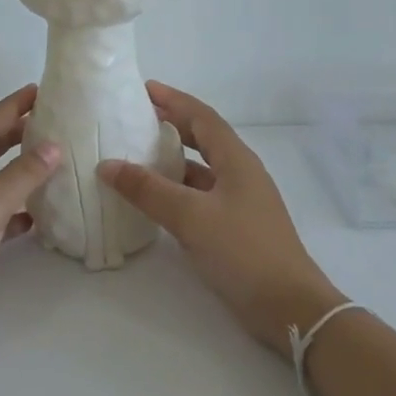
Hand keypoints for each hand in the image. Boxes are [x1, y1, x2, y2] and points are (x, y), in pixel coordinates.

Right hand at [98, 82, 343, 357]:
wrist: (288, 306)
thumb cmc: (243, 251)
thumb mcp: (191, 216)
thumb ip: (148, 190)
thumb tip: (108, 165)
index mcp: (236, 160)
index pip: (202, 117)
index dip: (173, 100)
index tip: (143, 89)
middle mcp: (240, 173)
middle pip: (203, 138)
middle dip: (171, 125)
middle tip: (135, 120)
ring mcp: (239, 201)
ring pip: (200, 170)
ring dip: (171, 160)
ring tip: (135, 156)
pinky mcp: (235, 227)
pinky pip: (200, 196)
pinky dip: (176, 190)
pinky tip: (153, 199)